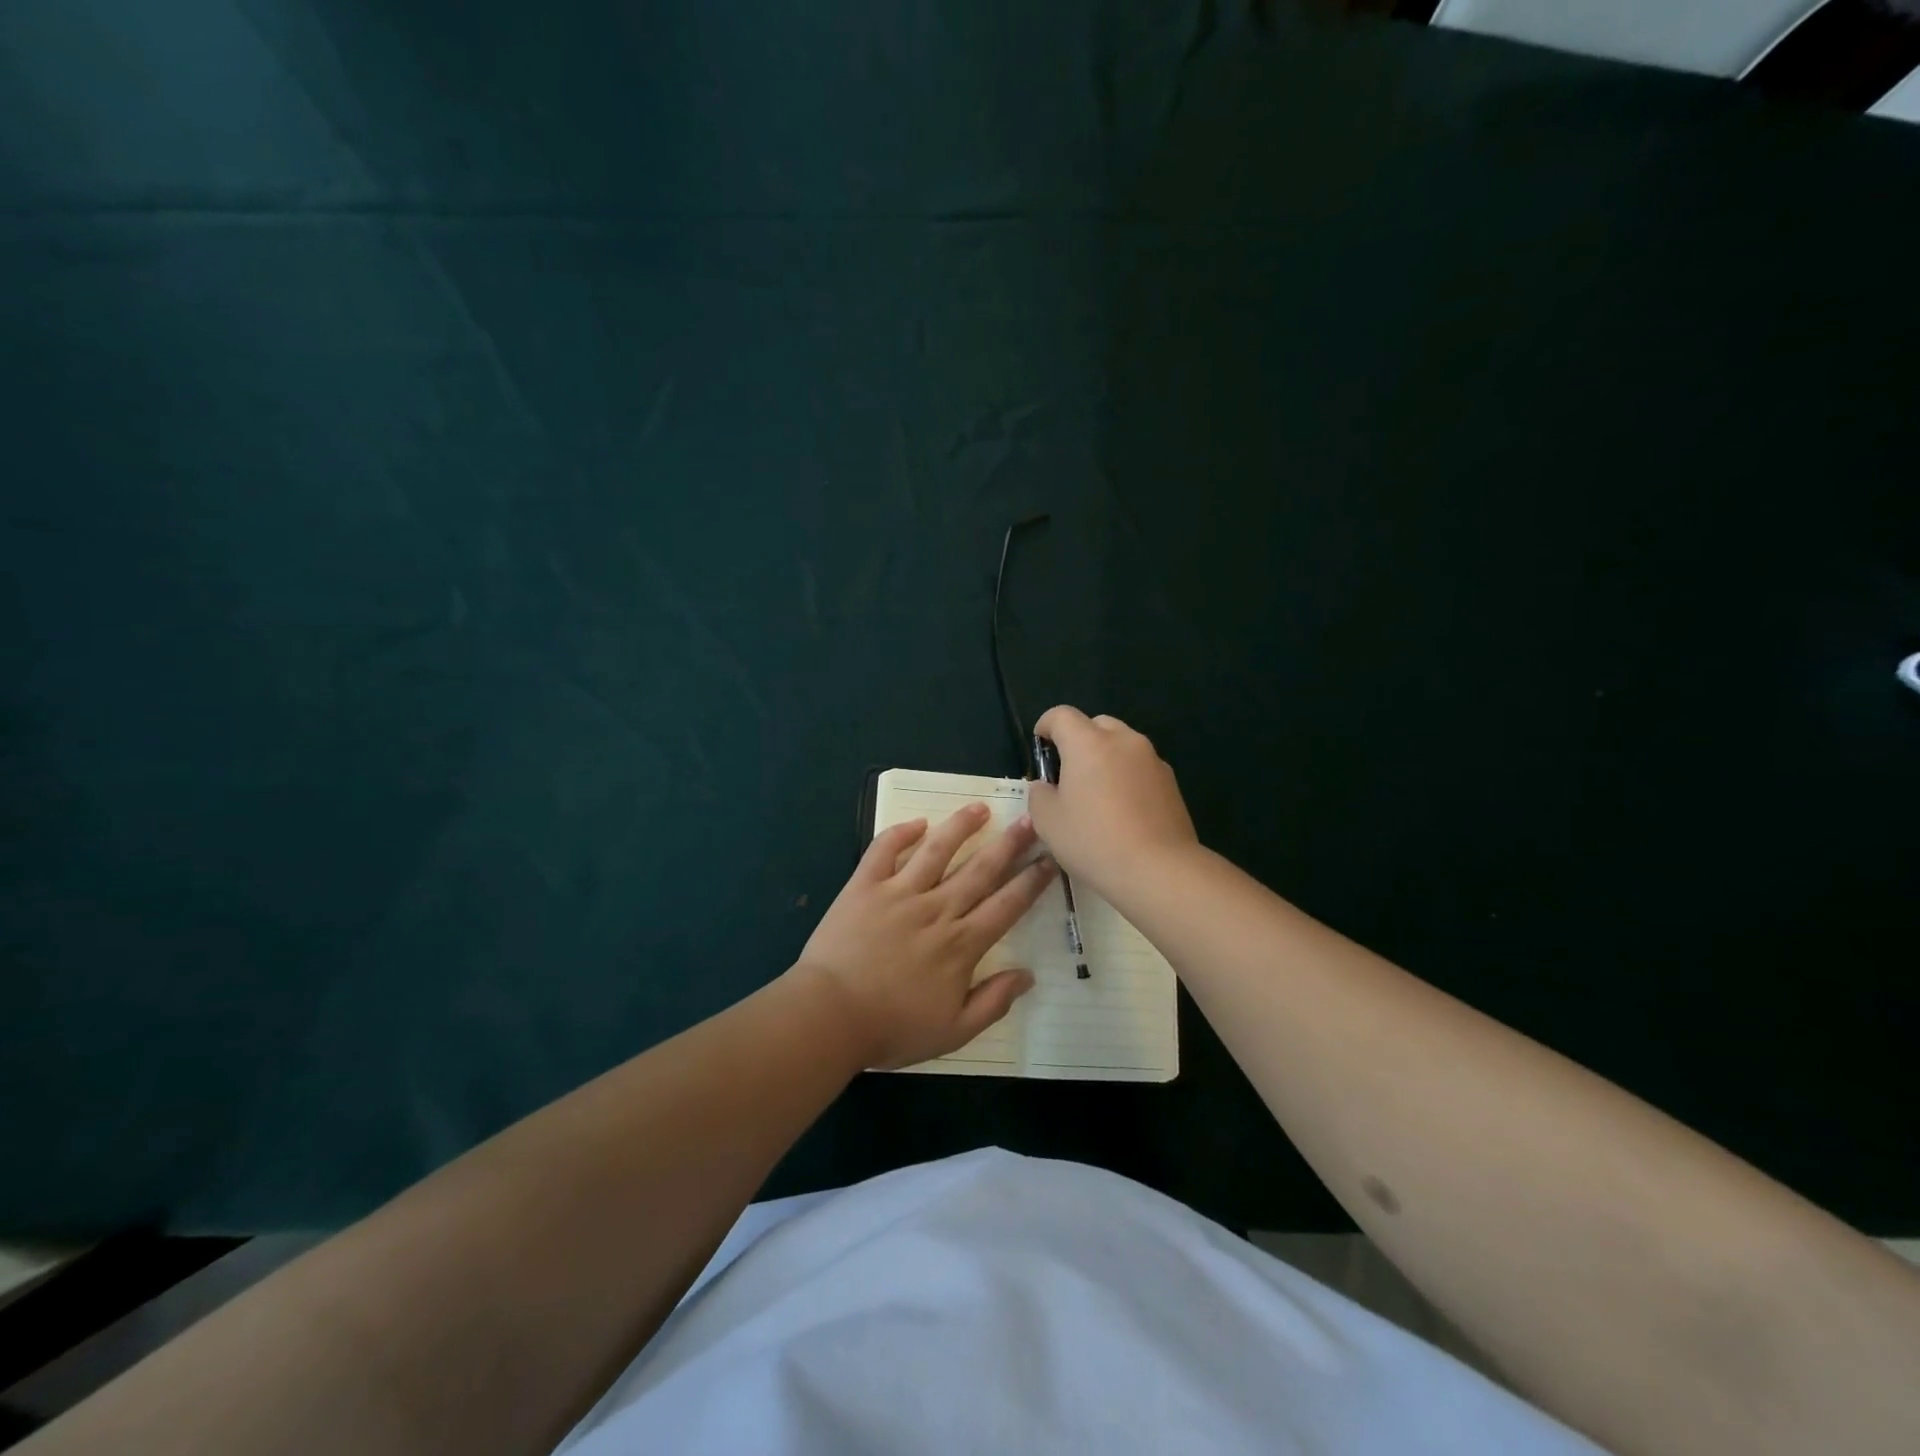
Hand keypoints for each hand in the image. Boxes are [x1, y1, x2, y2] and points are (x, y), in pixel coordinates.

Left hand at [793, 804, 1055, 1068]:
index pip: (1006, 906)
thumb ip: (992, 1003)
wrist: (829, 1017)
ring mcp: (899, 893)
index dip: (1031, 882)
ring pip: (937, 850)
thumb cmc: (892, 1028)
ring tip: (981, 807)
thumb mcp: (953, 1032)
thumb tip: (1028, 976)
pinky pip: (884, 850)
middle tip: (1030, 820)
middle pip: (980, 870)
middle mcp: (936, 910)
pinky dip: (900, 833)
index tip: (1050, 860)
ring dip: (961, 826)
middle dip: (1009, 844)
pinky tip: (917, 822)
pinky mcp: (865, 886)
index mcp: (961, 944)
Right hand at [1027, 705, 1198, 897]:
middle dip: (1079, 740)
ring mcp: (1152, 759)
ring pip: (1122, 745)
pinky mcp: (1171, 782)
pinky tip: (1124, 811)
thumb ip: (1039, 794)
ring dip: (1106, 758)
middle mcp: (1123, 741)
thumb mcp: (1047, 821)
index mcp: (1088, 743)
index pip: (1061, 715)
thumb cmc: (1093, 841)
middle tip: (1068, 773)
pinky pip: (1141, 767)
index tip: (1040, 746)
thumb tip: (1047, 786)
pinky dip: (1127, 777)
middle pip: (1096, 724)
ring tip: (1097, 794)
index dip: (1046, 725)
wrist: (1158, 869)